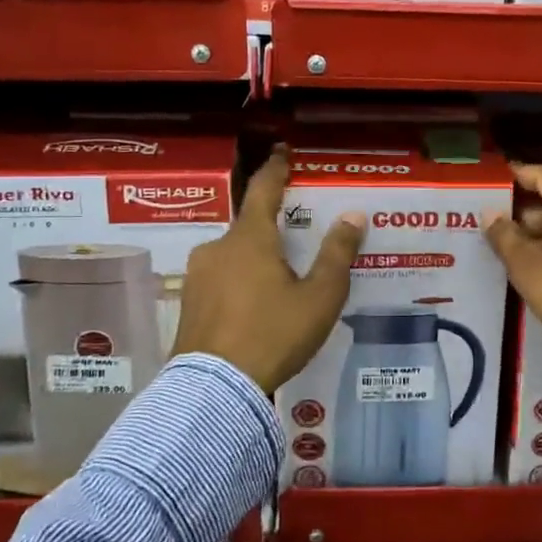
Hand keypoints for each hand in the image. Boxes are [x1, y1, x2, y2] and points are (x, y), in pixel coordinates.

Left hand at [172, 147, 366, 391]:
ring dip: (256, 260)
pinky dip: (240, 283)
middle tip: (297, 243)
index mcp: (250, 238)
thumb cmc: (273, 334)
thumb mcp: (319, 297)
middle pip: (250, 227)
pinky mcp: (189, 303)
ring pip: (234, 255)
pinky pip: (221, 280)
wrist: (215, 389)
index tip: (281, 151)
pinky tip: (255, 309)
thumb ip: (337, 253)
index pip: (264, 189)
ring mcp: (198, 276)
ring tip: (279, 285)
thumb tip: (353, 215)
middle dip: (272, 230)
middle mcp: (219, 247)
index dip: (276, 168)